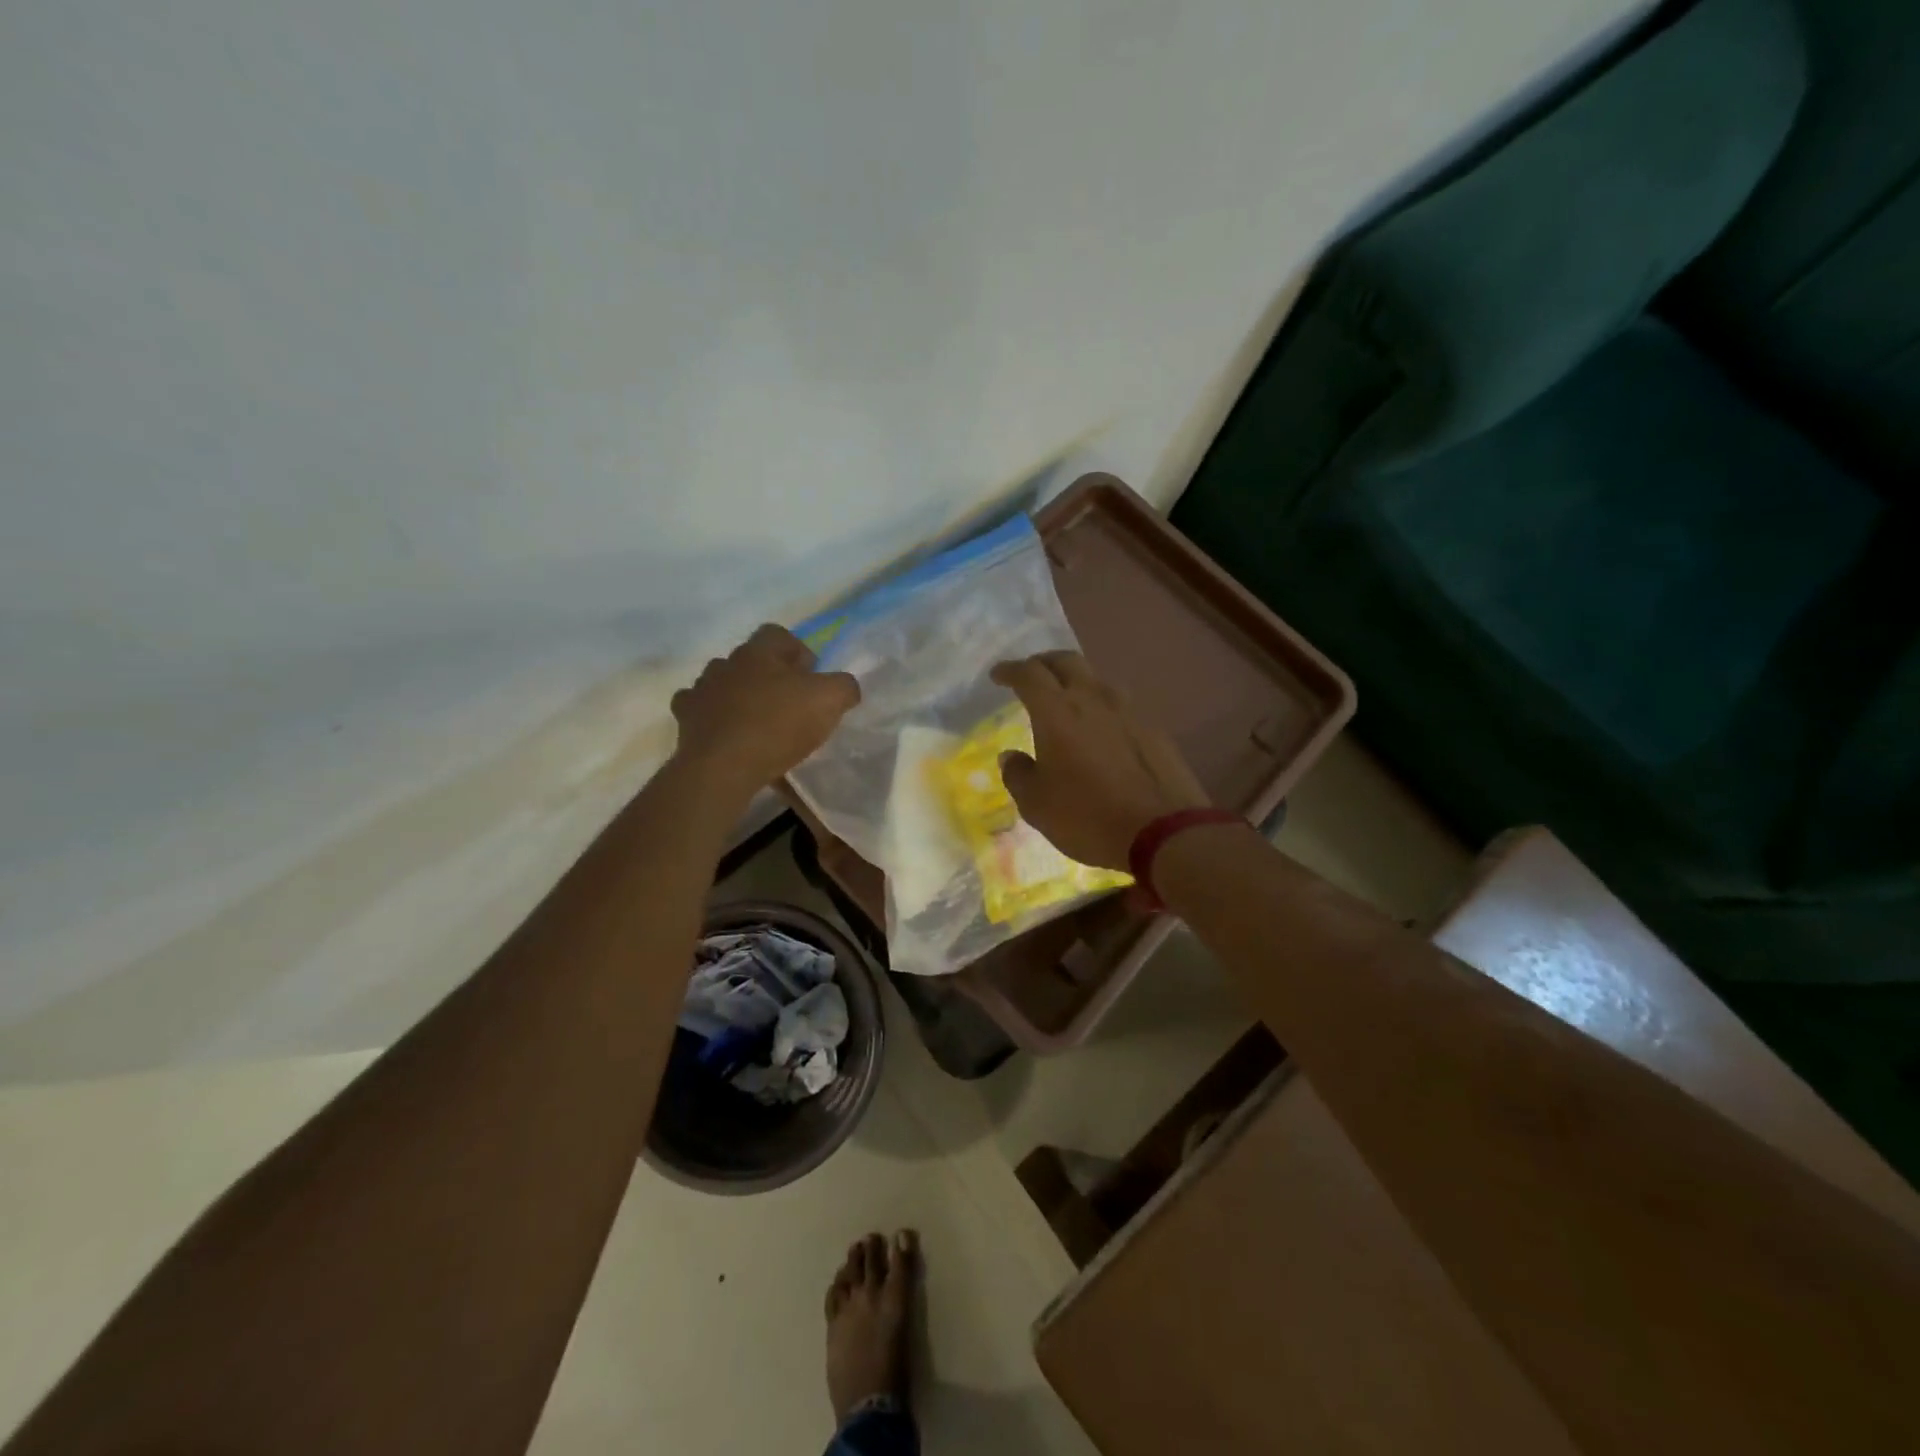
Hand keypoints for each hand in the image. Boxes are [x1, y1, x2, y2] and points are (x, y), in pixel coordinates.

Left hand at [671, 624, 859, 801]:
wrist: (723, 766)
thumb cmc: (778, 725)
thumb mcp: (830, 701)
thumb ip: (844, 686)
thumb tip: (844, 687)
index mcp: (759, 651)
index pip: (778, 635)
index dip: (798, 652)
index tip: (811, 678)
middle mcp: (726, 662)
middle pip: (751, 660)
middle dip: (769, 676)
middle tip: (789, 704)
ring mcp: (701, 690)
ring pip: (724, 684)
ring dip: (740, 697)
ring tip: (758, 724)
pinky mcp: (685, 719)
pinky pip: (702, 711)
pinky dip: (715, 720)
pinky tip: (730, 737)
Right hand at [989, 652, 1209, 869]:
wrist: (1162, 831)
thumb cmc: (1087, 816)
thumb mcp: (1036, 804)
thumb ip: (1018, 774)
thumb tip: (1011, 756)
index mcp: (1057, 711)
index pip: (1028, 674)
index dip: (1009, 670)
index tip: (998, 675)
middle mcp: (1093, 698)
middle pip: (1065, 661)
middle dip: (1043, 663)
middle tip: (1031, 676)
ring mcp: (1128, 710)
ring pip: (1096, 678)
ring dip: (1076, 681)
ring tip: (1067, 700)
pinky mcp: (1152, 727)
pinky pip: (1119, 704)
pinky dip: (1101, 706)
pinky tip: (1100, 728)